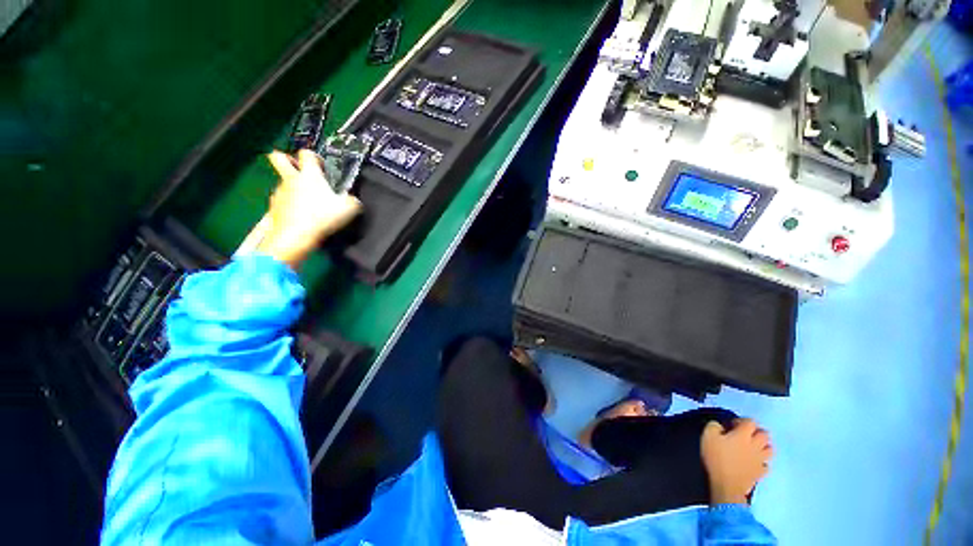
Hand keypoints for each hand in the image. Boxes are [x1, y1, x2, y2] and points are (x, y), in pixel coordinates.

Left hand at [256, 149, 361, 267]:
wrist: (295, 235)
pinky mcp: (274, 206)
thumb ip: (352, 201)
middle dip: (286, 158)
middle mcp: (291, 179)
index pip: (307, 153)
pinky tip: (300, 215)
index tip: (321, 166)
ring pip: (282, 181)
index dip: (314, 156)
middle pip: (278, 157)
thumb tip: (353, 199)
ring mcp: (280, 192)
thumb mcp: (348, 209)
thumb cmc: (322, 217)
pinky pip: (282, 200)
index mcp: (310, 175)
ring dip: (293, 187)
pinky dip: (290, 204)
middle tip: (298, 169)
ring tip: (307, 202)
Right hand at [701, 418, 772, 504]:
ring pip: (770, 449)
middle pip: (765, 434)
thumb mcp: (708, 436)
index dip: (741, 420)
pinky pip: (766, 465)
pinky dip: (762, 462)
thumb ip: (714, 426)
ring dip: (764, 446)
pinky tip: (755, 463)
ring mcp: (760, 460)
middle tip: (745, 434)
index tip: (731, 425)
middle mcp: (756, 445)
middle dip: (757, 432)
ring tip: (754, 447)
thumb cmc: (716, 457)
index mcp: (744, 434)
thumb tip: (719, 425)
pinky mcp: (761, 473)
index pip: (750, 421)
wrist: (726, 485)